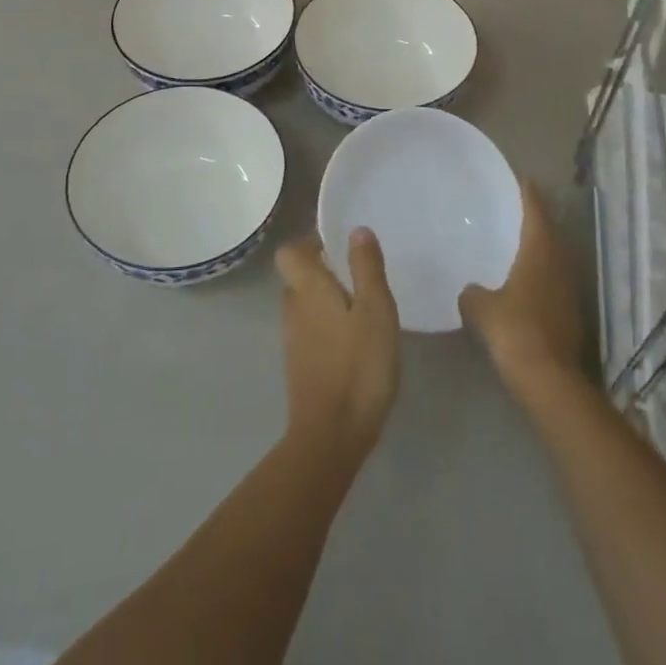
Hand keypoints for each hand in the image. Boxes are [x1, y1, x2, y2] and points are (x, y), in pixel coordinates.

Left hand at [276, 229, 399, 460]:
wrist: (331, 435)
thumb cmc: (359, 365)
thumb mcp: (376, 310)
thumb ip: (366, 268)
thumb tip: (356, 229)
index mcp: (307, 289)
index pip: (289, 252)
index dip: (309, 242)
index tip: (338, 244)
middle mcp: (293, 309)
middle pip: (297, 277)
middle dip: (322, 270)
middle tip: (358, 274)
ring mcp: (292, 340)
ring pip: (304, 305)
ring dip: (326, 299)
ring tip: (362, 306)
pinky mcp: (299, 366)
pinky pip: (310, 330)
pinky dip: (327, 326)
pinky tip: (355, 340)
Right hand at [459, 181, 588, 399]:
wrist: (549, 379)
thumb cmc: (515, 331)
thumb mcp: (481, 308)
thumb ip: (472, 293)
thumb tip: (470, 291)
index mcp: (540, 252)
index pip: (536, 212)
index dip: (528, 194)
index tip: (520, 179)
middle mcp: (560, 265)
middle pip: (549, 233)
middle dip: (533, 220)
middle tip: (512, 210)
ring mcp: (569, 291)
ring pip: (553, 259)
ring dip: (538, 249)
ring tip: (515, 243)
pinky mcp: (570, 314)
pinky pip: (552, 282)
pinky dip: (539, 276)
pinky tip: (521, 284)